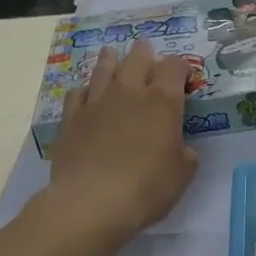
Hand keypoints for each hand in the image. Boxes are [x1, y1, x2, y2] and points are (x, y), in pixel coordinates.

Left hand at [45, 41, 198, 245]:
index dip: (181, 67)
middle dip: (146, 54)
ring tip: (113, 56)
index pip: (175, 67)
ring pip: (104, 68)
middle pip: (138, 58)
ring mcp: (96, 102)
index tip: (184, 76)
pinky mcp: (71, 118)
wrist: (91, 202)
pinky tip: (87, 95)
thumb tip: (179, 145)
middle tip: (147, 53)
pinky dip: (86, 89)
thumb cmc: (147, 188)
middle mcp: (129, 92)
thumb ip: (185, 152)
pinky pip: (77, 93)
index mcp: (162, 101)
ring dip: (112, 61)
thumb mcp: (182, 174)